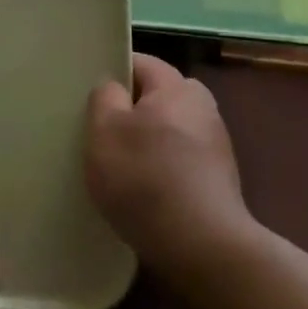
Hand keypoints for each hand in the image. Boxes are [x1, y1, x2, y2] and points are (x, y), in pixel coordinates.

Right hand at [85, 53, 256, 281]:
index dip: (112, 73)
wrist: (201, 245)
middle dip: (131, 108)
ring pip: (169, 129)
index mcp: (177, 87)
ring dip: (147, 141)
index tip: (88, 96)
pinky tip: (144, 190)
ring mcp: (216, 144)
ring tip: (119, 165)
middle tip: (101, 131)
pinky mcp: (219, 178)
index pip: (141, 62)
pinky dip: (162, 167)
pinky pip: (180, 158)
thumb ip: (104, 97)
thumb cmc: (144, 178)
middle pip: (158, 96)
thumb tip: (113, 86)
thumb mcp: (104, 131)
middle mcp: (203, 107)